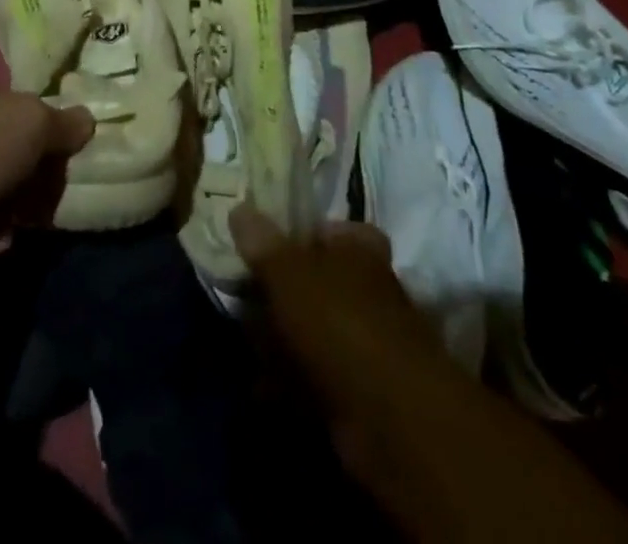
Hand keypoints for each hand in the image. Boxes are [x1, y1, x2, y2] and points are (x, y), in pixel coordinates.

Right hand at [230, 206, 444, 444]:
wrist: (389, 418)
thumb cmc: (338, 321)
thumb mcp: (288, 271)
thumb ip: (262, 242)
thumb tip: (238, 209)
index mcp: (360, 250)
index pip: (334, 230)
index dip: (303, 235)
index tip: (268, 245)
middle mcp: (370, 290)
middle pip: (318, 281)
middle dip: (281, 291)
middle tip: (245, 296)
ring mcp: (367, 343)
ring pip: (314, 328)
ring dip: (281, 338)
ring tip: (246, 342)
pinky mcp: (360, 390)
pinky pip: (316, 373)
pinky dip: (290, 378)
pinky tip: (261, 385)